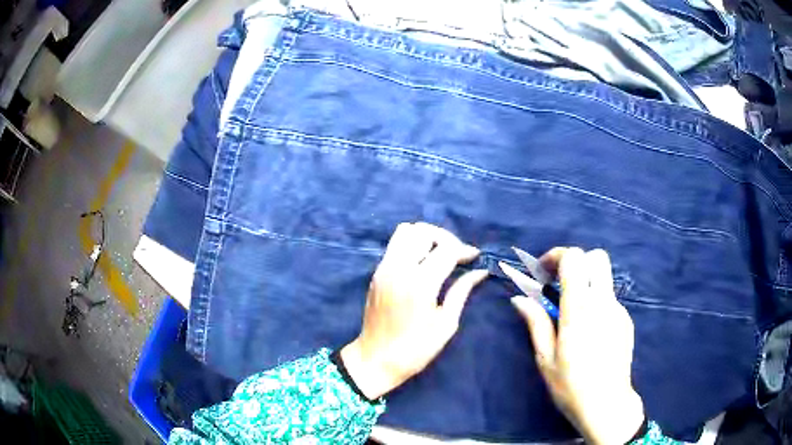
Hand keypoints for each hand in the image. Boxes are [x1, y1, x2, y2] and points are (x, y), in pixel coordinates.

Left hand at [341, 222, 488, 399]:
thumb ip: (462, 291)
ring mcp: (384, 268)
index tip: (475, 257)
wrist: (375, 359)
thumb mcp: (446, 324)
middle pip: (423, 231)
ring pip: (405, 231)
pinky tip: (422, 263)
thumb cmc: (416, 349)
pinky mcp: (376, 273)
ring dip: (425, 237)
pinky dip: (411, 244)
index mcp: (420, 284)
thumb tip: (480, 272)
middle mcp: (399, 268)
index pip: (446, 249)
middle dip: (445, 238)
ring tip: (439, 254)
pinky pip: (394, 245)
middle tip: (457, 255)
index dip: (464, 249)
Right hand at [511, 248, 643, 444]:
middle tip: (560, 284)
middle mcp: (602, 302)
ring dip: (586, 283)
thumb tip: (519, 298)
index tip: (543, 273)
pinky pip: (610, 299)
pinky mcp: (626, 320)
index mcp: (579, 310)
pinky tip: (589, 330)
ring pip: (604, 278)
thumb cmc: (571, 386)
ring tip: (572, 312)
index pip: (575, 259)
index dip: (557, 256)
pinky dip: (596, 302)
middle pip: (597, 257)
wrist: (607, 404)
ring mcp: (618, 310)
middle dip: (577, 262)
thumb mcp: (546, 358)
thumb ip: (536, 323)